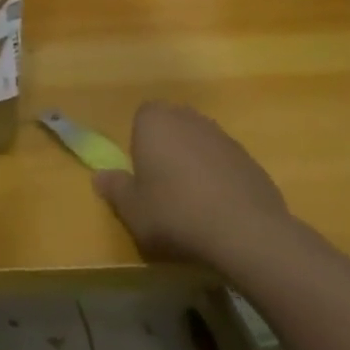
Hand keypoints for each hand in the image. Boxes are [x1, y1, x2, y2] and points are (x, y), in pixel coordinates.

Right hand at [95, 102, 296, 281]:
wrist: (246, 233)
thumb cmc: (175, 214)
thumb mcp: (133, 210)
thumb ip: (115, 189)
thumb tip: (100, 176)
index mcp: (154, 121)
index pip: (141, 117)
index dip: (140, 144)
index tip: (143, 175)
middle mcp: (188, 118)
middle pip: (172, 128)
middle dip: (167, 151)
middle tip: (164, 189)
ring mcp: (222, 137)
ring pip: (199, 145)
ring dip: (195, 165)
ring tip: (194, 205)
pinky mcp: (250, 160)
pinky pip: (225, 165)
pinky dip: (220, 181)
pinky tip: (221, 213)